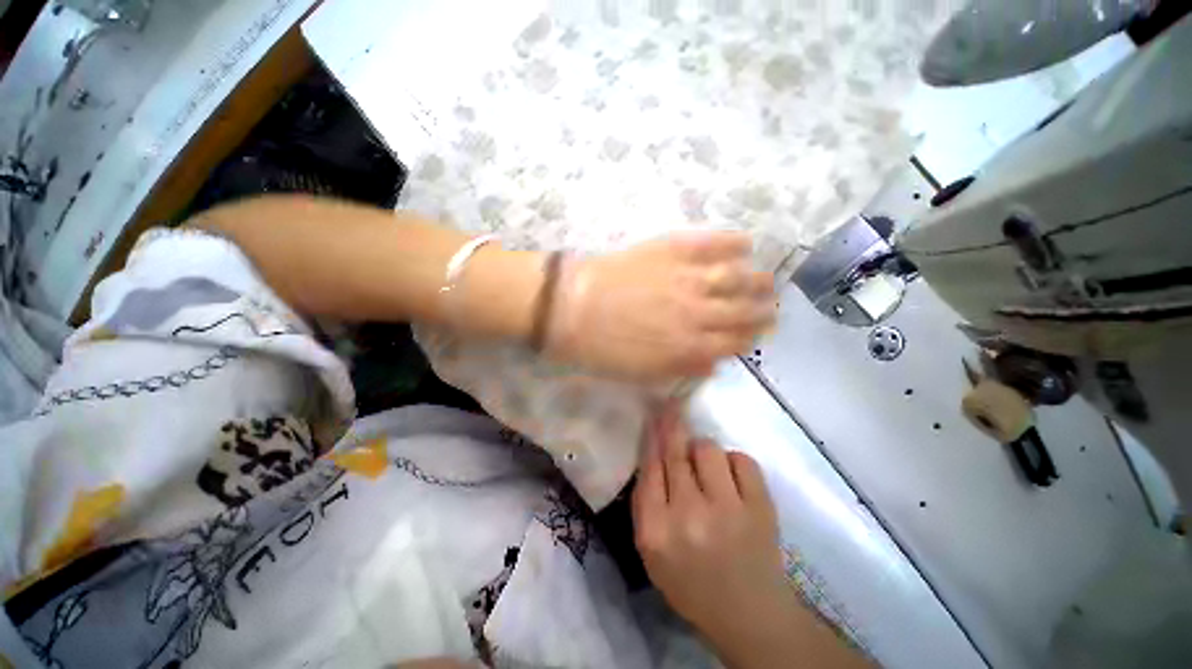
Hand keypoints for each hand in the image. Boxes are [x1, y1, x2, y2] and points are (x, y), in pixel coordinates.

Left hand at [547, 231, 774, 379]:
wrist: (570, 306)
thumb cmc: (600, 347)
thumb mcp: (641, 374)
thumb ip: (681, 369)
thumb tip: (713, 363)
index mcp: (690, 347)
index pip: (736, 343)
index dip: (749, 338)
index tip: (754, 334)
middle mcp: (699, 313)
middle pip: (746, 311)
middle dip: (764, 311)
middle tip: (769, 307)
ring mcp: (688, 278)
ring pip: (739, 277)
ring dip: (758, 279)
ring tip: (764, 279)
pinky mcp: (673, 250)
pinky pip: (714, 243)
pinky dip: (734, 242)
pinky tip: (744, 244)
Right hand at [633, 404, 866, 668]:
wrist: (749, 615)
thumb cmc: (691, 583)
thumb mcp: (651, 552)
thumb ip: (646, 502)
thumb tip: (651, 451)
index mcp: (656, 531)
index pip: (649, 468)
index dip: (652, 437)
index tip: (653, 415)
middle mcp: (689, 516)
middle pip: (676, 453)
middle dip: (673, 424)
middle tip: (672, 405)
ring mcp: (728, 510)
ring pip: (708, 449)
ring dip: (703, 450)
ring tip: (707, 465)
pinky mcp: (761, 508)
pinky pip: (742, 460)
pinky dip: (733, 462)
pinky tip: (732, 478)